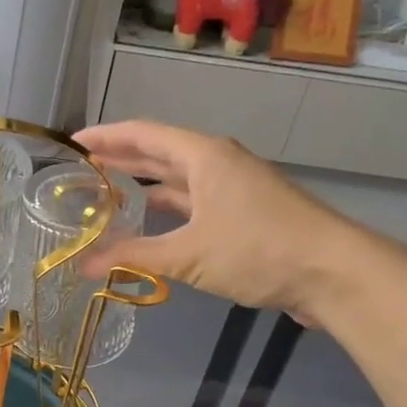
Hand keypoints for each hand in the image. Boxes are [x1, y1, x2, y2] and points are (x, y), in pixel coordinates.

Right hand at [74, 119, 360, 318]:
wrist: (332, 271)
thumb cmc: (257, 249)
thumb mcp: (188, 254)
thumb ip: (133, 256)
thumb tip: (83, 264)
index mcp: (203, 156)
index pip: (143, 134)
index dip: (106, 136)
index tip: (74, 141)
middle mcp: (217, 163)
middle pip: (160, 152)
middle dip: (122, 157)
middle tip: (83, 165)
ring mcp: (234, 188)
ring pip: (179, 178)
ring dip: (145, 182)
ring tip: (108, 189)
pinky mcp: (244, 214)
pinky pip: (194, 201)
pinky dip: (169, 206)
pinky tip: (153, 218)